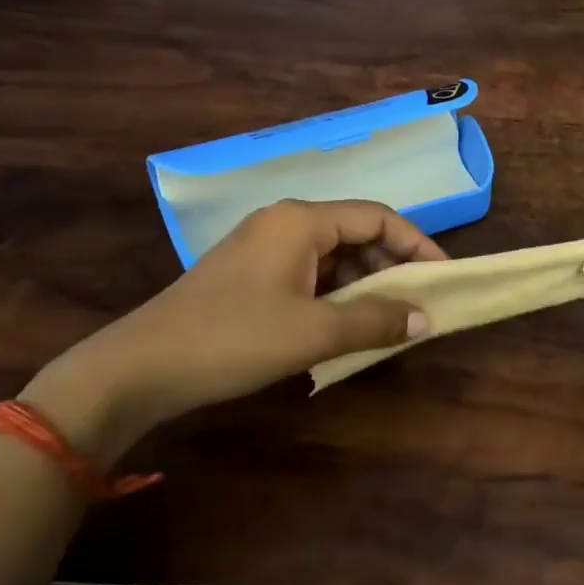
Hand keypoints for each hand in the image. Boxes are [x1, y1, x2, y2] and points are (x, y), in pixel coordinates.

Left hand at [36, 200, 443, 445]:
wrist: (140, 367)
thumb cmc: (234, 338)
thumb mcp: (313, 331)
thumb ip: (375, 321)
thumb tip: (425, 320)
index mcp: (302, 220)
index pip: (378, 217)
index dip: (417, 244)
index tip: (442, 277)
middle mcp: (285, 222)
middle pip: (356, 232)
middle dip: (392, 266)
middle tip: (418, 304)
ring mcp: (264, 247)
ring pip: (333, 254)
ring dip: (364, 283)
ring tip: (387, 319)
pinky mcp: (250, 273)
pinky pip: (309, 272)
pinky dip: (335, 293)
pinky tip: (345, 323)